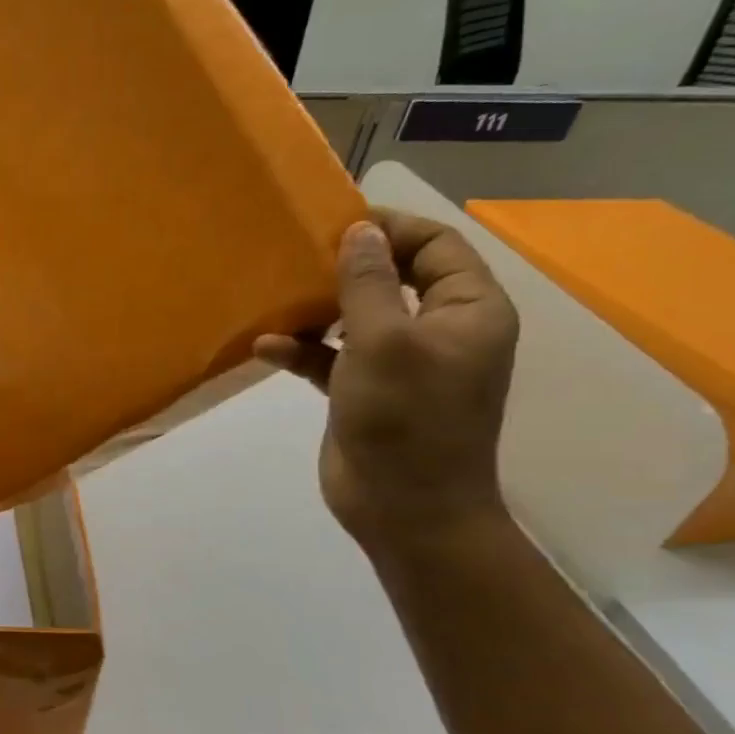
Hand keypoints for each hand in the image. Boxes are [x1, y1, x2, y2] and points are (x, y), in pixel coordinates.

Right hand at [254, 211, 518, 551]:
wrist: (405, 509)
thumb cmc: (406, 419)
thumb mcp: (384, 341)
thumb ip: (369, 282)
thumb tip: (359, 231)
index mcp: (467, 310)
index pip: (436, 246)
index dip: (390, 229)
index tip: (335, 224)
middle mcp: (439, 330)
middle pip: (393, 277)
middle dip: (346, 267)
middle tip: (298, 257)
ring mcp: (401, 363)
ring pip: (357, 316)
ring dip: (317, 310)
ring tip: (276, 301)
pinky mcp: (364, 391)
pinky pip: (332, 356)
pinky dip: (303, 350)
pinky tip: (267, 349)